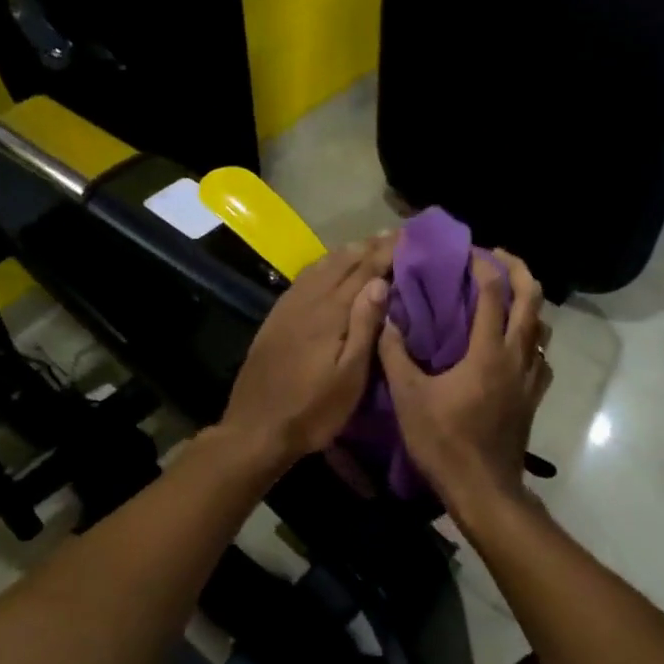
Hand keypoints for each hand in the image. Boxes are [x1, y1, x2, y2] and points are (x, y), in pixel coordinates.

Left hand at [220, 233, 395, 469]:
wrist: (256, 429)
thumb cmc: (313, 410)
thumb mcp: (350, 377)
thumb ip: (364, 326)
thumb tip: (380, 282)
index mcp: (330, 313)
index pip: (364, 271)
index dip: (386, 252)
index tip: (408, 236)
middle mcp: (308, 301)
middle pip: (341, 262)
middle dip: (368, 246)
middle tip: (393, 234)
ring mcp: (288, 307)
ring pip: (320, 266)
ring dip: (345, 252)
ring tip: (366, 244)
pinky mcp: (275, 318)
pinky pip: (303, 278)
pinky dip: (322, 264)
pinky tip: (327, 267)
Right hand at [379, 248, 551, 517]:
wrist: (483, 489)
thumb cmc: (443, 442)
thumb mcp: (408, 397)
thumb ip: (395, 354)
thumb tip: (385, 319)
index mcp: (488, 352)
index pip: (493, 293)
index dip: (482, 266)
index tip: (467, 252)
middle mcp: (517, 356)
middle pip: (532, 299)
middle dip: (518, 269)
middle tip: (497, 257)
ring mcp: (531, 377)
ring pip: (542, 326)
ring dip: (528, 302)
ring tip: (506, 295)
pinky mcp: (534, 396)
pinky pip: (541, 355)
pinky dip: (532, 338)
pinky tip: (514, 344)